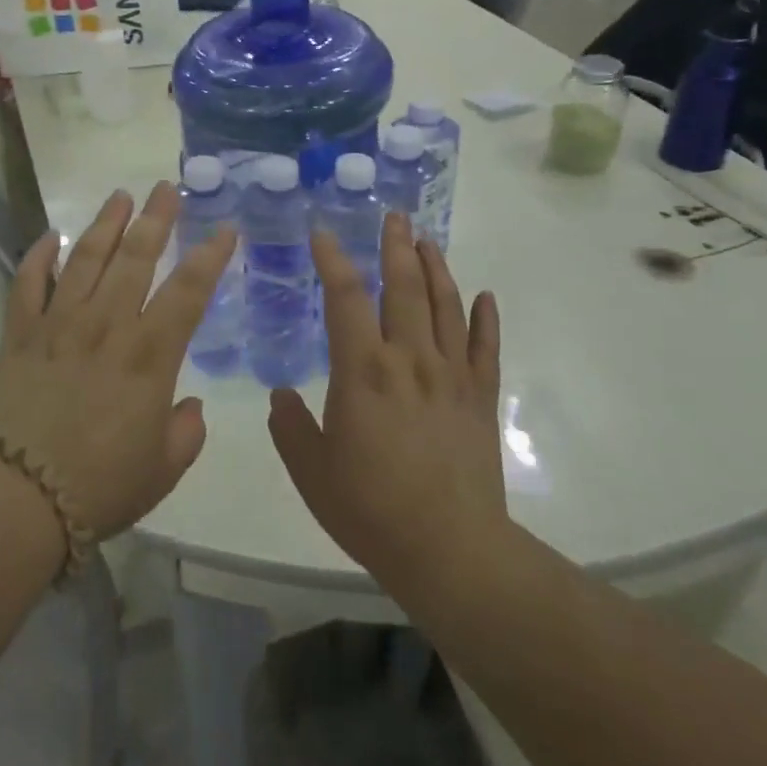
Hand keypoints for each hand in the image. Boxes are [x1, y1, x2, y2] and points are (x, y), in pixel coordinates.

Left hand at [0, 182, 235, 540]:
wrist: (15, 498)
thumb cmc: (98, 488)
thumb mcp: (162, 471)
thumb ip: (186, 433)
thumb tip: (190, 406)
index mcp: (149, 357)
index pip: (188, 292)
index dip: (210, 256)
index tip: (225, 228)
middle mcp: (105, 327)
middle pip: (135, 258)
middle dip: (155, 219)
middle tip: (166, 187)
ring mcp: (58, 325)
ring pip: (86, 260)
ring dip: (105, 224)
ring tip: (120, 195)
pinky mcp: (19, 335)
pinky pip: (28, 285)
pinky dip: (38, 257)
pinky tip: (51, 236)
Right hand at [268, 212, 505, 591]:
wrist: (449, 548)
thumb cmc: (370, 508)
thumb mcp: (311, 470)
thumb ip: (290, 426)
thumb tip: (280, 396)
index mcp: (363, 370)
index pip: (344, 298)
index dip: (332, 260)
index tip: (323, 233)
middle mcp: (409, 360)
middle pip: (404, 288)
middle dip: (396, 247)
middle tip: (394, 216)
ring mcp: (451, 376)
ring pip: (445, 307)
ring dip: (436, 269)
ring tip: (427, 241)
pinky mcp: (480, 399)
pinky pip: (486, 349)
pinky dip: (486, 318)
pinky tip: (484, 296)